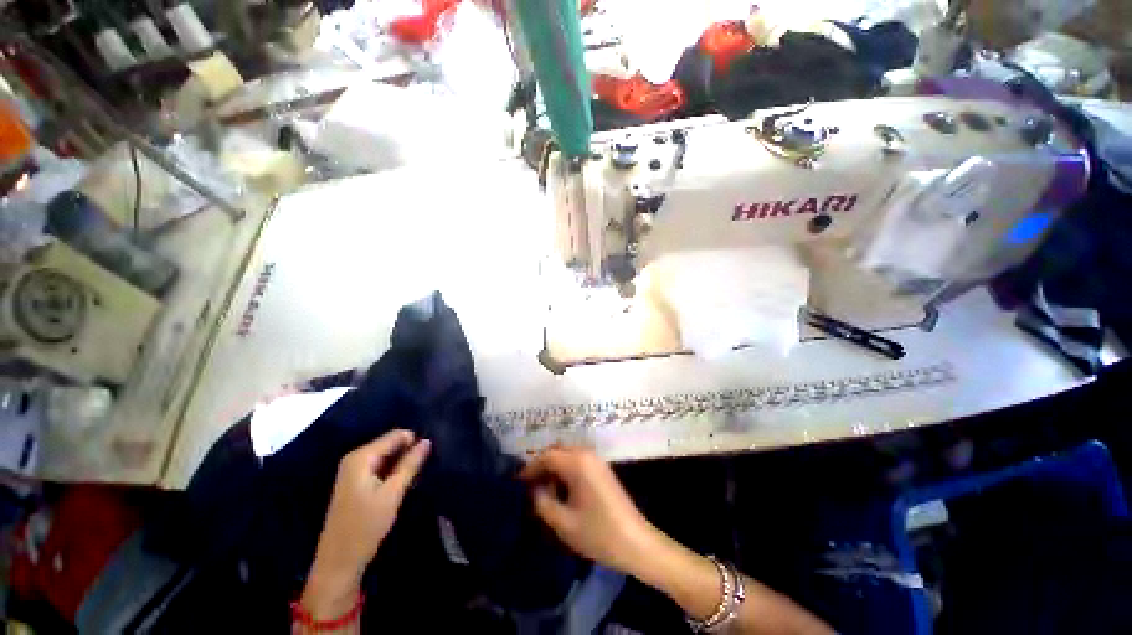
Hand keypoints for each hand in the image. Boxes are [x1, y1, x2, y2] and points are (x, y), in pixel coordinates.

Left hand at [302, 430, 430, 617]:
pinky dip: (393, 472)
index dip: (414, 442)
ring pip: (386, 456)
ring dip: (402, 463)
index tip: (429, 455)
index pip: (395, 435)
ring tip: (417, 474)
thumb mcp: (393, 493)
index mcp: (361, 457)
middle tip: (424, 466)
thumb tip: (427, 440)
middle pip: (390, 444)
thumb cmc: (366, 526)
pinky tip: (403, 482)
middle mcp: (355, 458)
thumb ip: (410, 464)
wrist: (339, 562)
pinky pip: (380, 467)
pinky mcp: (355, 483)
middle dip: (408, 452)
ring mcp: (353, 471)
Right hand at [521, 446, 658, 576]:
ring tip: (544, 491)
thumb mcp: (563, 523)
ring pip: (567, 455)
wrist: (636, 542)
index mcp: (577, 462)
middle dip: (542, 465)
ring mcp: (597, 460)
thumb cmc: (598, 533)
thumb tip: (533, 490)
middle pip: (557, 450)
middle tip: (530, 486)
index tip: (517, 483)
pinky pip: (577, 461)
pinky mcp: (602, 469)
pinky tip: (562, 491)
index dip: (530, 468)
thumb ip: (542, 503)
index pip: (547, 456)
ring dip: (554, 467)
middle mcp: (587, 454)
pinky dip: (565, 470)